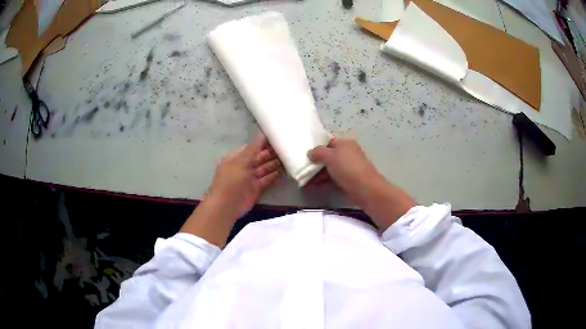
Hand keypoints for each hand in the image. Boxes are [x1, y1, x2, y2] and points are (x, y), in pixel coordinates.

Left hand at [181, 134, 279, 245]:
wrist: (226, 205)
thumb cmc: (231, 180)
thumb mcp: (241, 161)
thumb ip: (253, 148)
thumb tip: (262, 134)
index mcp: (236, 158)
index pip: (251, 147)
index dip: (262, 143)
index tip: (276, 138)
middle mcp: (243, 167)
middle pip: (259, 158)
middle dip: (270, 153)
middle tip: (286, 147)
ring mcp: (250, 178)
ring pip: (264, 169)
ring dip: (274, 164)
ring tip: (288, 157)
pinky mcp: (256, 189)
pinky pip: (266, 180)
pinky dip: (273, 176)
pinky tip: (283, 171)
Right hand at [308, 138, 416, 229]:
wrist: (365, 188)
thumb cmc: (347, 168)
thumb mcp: (330, 156)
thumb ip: (318, 152)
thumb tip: (310, 153)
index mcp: (345, 143)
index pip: (329, 142)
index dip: (317, 147)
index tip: (306, 155)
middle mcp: (348, 153)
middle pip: (329, 156)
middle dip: (316, 163)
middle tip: (303, 169)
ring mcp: (349, 167)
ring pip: (330, 169)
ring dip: (318, 174)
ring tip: (305, 181)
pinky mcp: (349, 180)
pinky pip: (333, 179)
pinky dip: (324, 182)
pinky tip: (313, 187)